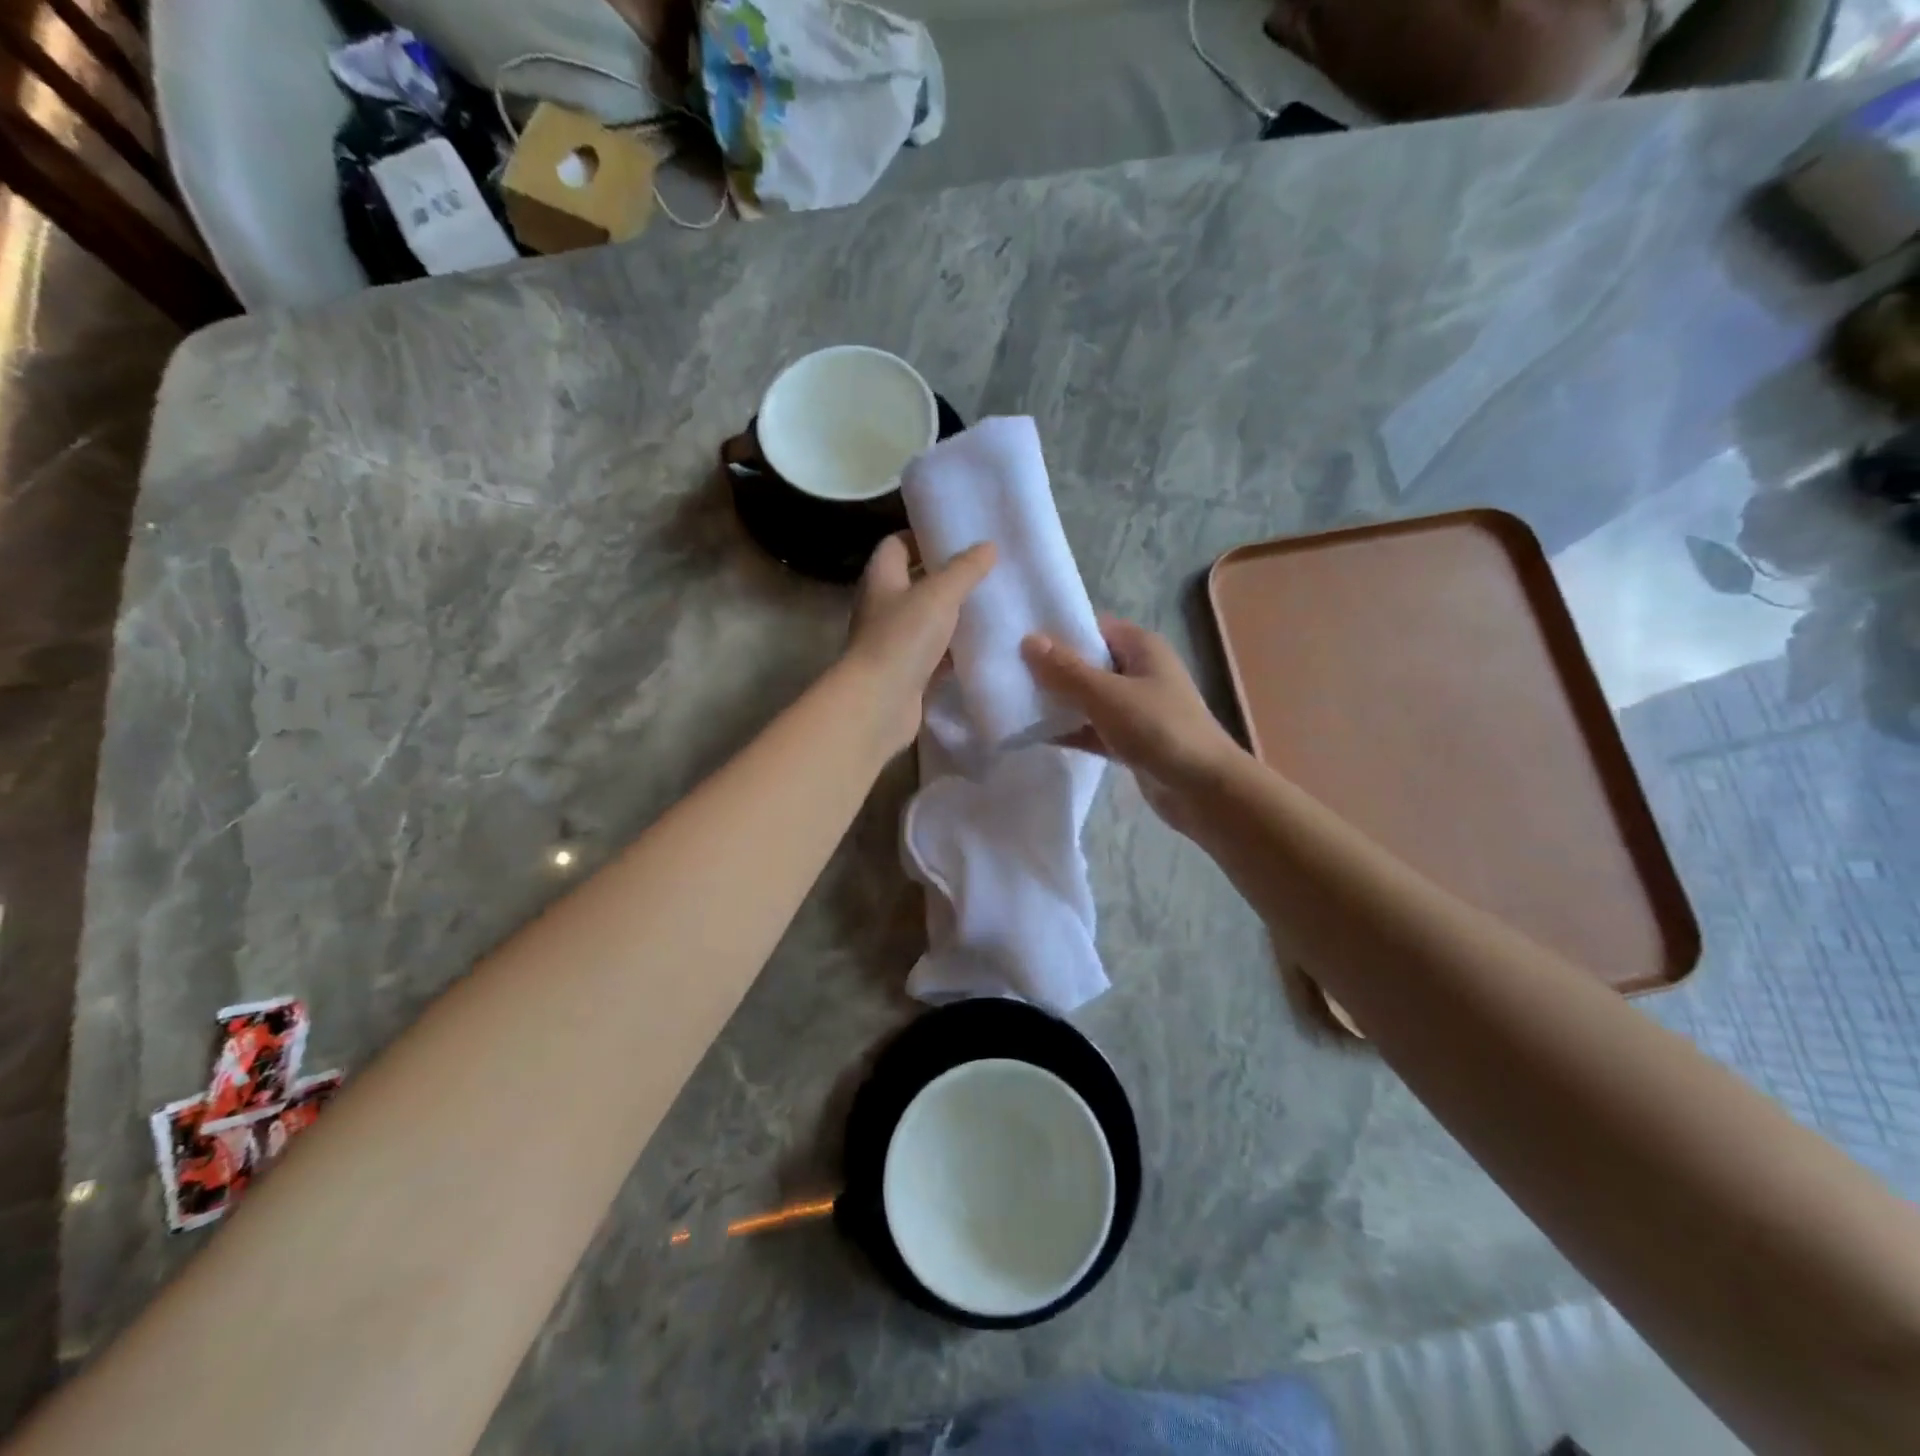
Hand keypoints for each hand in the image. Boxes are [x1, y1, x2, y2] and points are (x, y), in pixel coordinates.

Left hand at [843, 534, 996, 756]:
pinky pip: (933, 655)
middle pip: (914, 583)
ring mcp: (892, 643)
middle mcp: (882, 607)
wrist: (879, 704)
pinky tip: (981, 648)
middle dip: (946, 578)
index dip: (924, 537)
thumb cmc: (902, 639)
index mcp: (881, 579)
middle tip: (983, 572)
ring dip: (952, 616)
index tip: (958, 539)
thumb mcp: (939, 595)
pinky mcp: (906, 673)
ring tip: (990, 606)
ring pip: (926, 621)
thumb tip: (988, 546)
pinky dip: (953, 652)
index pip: (897, 545)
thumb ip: (965, 570)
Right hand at [1022, 616, 1243, 834]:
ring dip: (1058, 702)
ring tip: (1012, 701)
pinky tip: (1034, 735)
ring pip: (1087, 698)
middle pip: (1087, 663)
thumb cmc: (1159, 729)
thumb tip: (1028, 641)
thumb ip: (1066, 670)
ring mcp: (1135, 708)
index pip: (1093, 627)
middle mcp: (1139, 671)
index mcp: (1141, 647)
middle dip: (1051, 669)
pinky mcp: (1129, 740)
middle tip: (1007, 672)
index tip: (1018, 639)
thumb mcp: (1107, 695)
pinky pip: (1091, 728)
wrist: (1204, 790)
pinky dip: (1069, 730)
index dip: (1058, 631)